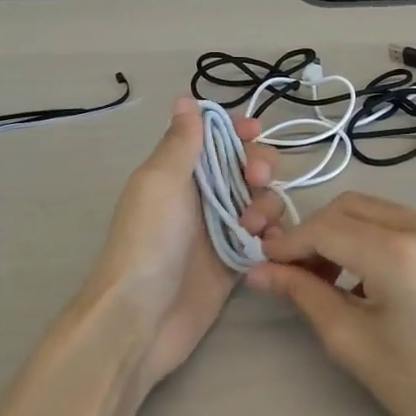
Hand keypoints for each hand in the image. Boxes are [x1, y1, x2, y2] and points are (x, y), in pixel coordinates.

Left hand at [87, 96, 275, 391]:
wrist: (142, 317)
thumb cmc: (148, 241)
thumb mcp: (160, 182)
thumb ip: (180, 142)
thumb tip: (186, 99)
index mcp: (179, 171)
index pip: (215, 137)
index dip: (237, 130)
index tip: (254, 132)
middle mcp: (202, 196)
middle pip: (246, 166)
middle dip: (260, 166)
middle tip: (256, 180)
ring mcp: (220, 230)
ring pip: (261, 202)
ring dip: (266, 206)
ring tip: (251, 229)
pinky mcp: (235, 262)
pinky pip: (266, 238)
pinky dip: (273, 236)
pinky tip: (269, 245)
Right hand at [244, 192, 415, 415]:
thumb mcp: (352, 341)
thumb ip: (304, 295)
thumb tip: (260, 273)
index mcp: (398, 253)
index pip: (325, 228)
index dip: (288, 244)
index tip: (266, 266)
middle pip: (349, 207)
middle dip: (313, 234)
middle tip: (293, 274)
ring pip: (374, 210)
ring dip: (341, 234)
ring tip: (325, 279)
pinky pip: (400, 222)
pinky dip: (371, 238)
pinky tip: (362, 276)